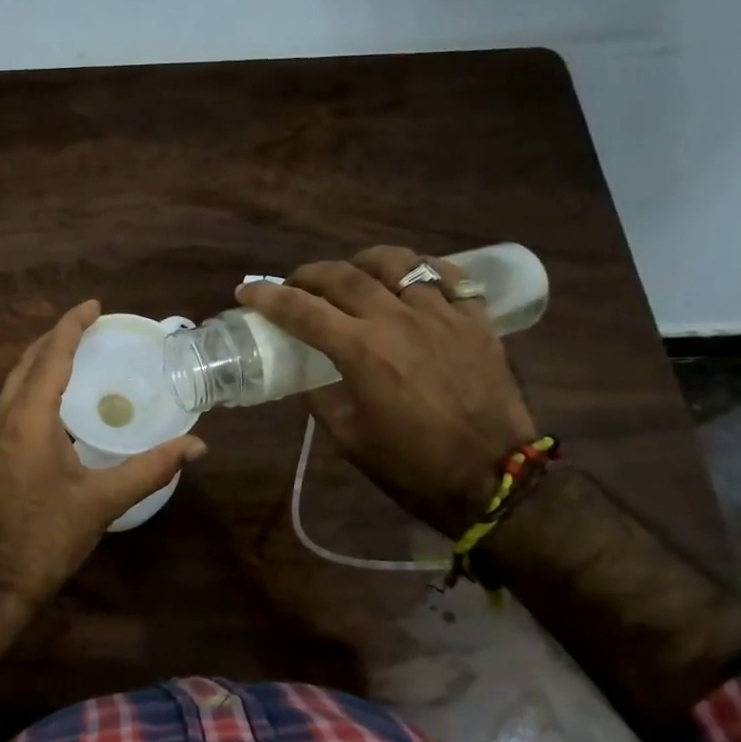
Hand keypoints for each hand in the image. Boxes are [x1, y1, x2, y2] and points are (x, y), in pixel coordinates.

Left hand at [0, 300, 206, 670]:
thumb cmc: (47, 536)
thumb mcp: (103, 501)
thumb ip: (150, 468)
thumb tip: (198, 446)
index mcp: (28, 419)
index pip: (51, 356)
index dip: (72, 326)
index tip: (95, 306)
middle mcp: (2, 417)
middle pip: (28, 361)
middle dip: (56, 337)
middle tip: (90, 326)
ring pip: (15, 380)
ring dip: (42, 360)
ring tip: (76, 353)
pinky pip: (11, 400)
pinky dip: (34, 384)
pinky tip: (56, 399)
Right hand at [237, 246, 535, 535]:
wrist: (494, 479)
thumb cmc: (413, 466)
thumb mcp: (349, 439)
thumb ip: (322, 399)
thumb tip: (309, 377)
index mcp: (361, 351)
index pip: (301, 310)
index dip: (268, 297)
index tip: (247, 290)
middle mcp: (398, 320)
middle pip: (343, 276)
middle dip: (309, 274)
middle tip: (295, 285)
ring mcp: (442, 315)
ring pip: (397, 263)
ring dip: (364, 262)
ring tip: (354, 273)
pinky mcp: (476, 321)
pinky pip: (449, 276)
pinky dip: (423, 269)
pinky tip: (412, 278)